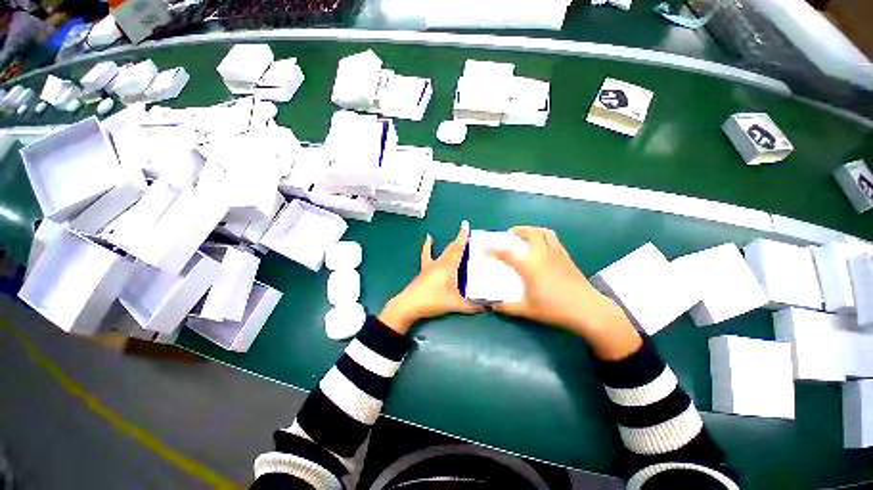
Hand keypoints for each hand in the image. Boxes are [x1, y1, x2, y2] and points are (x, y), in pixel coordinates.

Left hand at [379, 221, 482, 333]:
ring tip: (457, 239)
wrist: (410, 305)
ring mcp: (431, 265)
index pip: (458, 248)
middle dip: (460, 241)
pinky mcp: (424, 269)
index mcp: (449, 267)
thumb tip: (485, 308)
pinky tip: (428, 238)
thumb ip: (471, 307)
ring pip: (443, 251)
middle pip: (452, 248)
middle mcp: (440, 262)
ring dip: (450, 245)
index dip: (463, 236)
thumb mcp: (455, 305)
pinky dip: (428, 246)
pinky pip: (426, 255)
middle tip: (468, 236)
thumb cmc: (433, 301)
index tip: (465, 224)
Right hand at [488, 226, 640, 359]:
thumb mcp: (527, 309)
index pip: (506, 253)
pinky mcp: (566, 257)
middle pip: (529, 233)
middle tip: (510, 234)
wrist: (588, 310)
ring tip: (526, 234)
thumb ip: (507, 307)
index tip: (483, 247)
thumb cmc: (554, 309)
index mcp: (529, 266)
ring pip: (544, 232)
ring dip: (532, 230)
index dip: (492, 249)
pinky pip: (554, 239)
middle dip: (518, 230)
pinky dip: (544, 236)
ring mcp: (556, 253)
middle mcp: (541, 254)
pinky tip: (542, 245)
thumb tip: (493, 306)